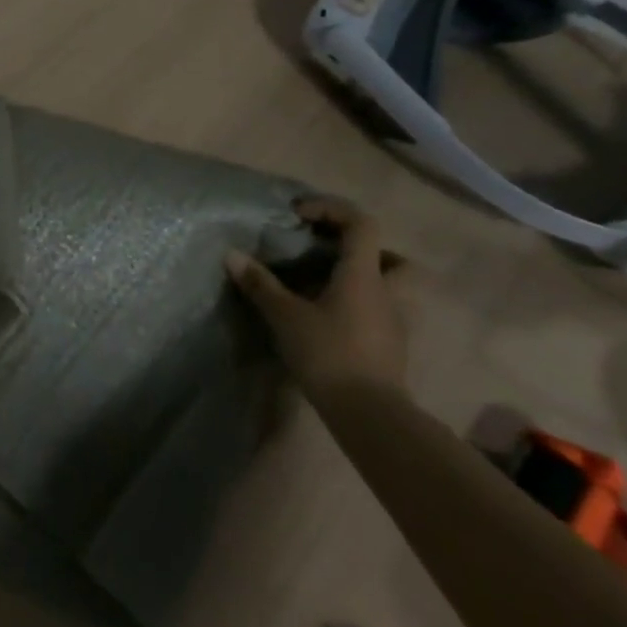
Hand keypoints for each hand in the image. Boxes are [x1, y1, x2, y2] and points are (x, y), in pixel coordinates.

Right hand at [225, 196, 406, 401]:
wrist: (370, 417)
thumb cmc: (329, 354)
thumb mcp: (285, 316)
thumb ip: (260, 284)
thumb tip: (231, 255)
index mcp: (364, 275)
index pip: (361, 223)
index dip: (331, 209)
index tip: (300, 215)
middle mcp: (387, 293)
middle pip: (394, 258)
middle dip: (366, 251)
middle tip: (331, 254)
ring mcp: (394, 323)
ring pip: (390, 289)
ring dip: (363, 281)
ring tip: (325, 287)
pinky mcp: (391, 349)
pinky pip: (380, 314)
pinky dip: (359, 308)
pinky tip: (329, 320)